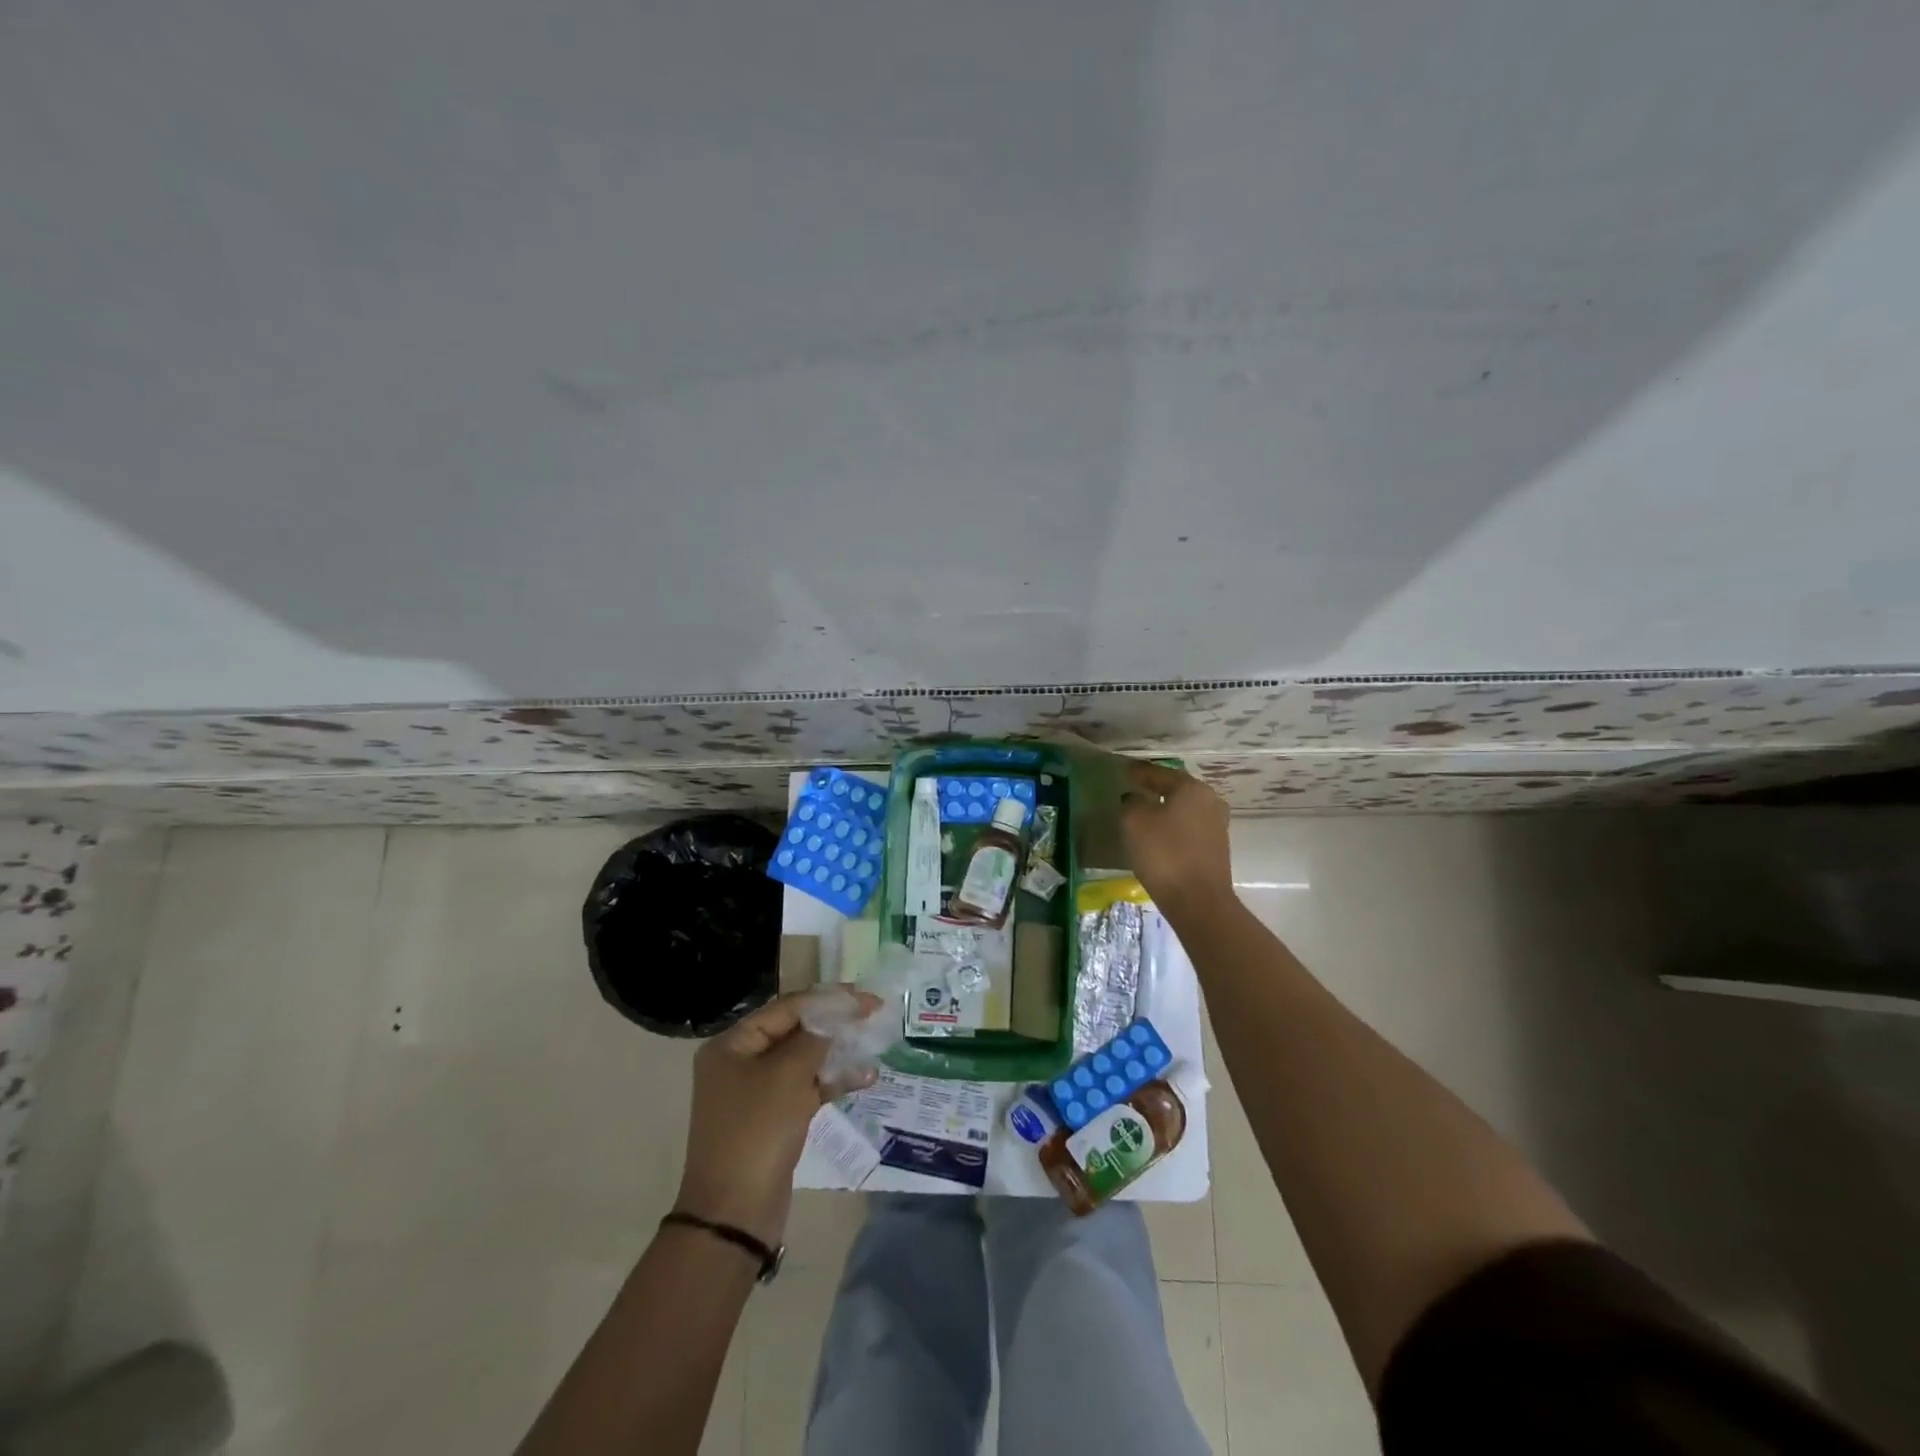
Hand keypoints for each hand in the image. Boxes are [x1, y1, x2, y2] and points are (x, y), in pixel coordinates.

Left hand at [674, 990, 879, 1247]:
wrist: (734, 1214)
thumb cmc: (756, 1131)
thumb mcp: (787, 1076)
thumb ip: (815, 1038)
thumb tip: (835, 1016)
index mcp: (733, 1044)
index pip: (787, 1008)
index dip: (828, 999)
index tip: (865, 997)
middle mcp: (741, 1062)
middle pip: (795, 1030)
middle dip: (834, 1023)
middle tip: (873, 1014)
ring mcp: (758, 1092)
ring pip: (804, 1059)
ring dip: (838, 1052)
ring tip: (874, 1043)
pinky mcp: (774, 1118)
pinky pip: (807, 1088)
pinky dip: (833, 1081)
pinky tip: (866, 1078)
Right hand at [1119, 760, 1235, 920]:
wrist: (1198, 902)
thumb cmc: (1164, 854)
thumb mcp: (1135, 821)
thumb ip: (1132, 802)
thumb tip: (1135, 798)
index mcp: (1192, 789)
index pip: (1161, 773)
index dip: (1140, 772)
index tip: (1125, 770)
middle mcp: (1210, 802)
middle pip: (1177, 789)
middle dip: (1156, 788)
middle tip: (1135, 788)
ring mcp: (1217, 827)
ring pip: (1185, 810)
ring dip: (1166, 809)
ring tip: (1145, 812)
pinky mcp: (1216, 850)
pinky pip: (1189, 830)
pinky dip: (1174, 828)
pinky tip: (1159, 835)